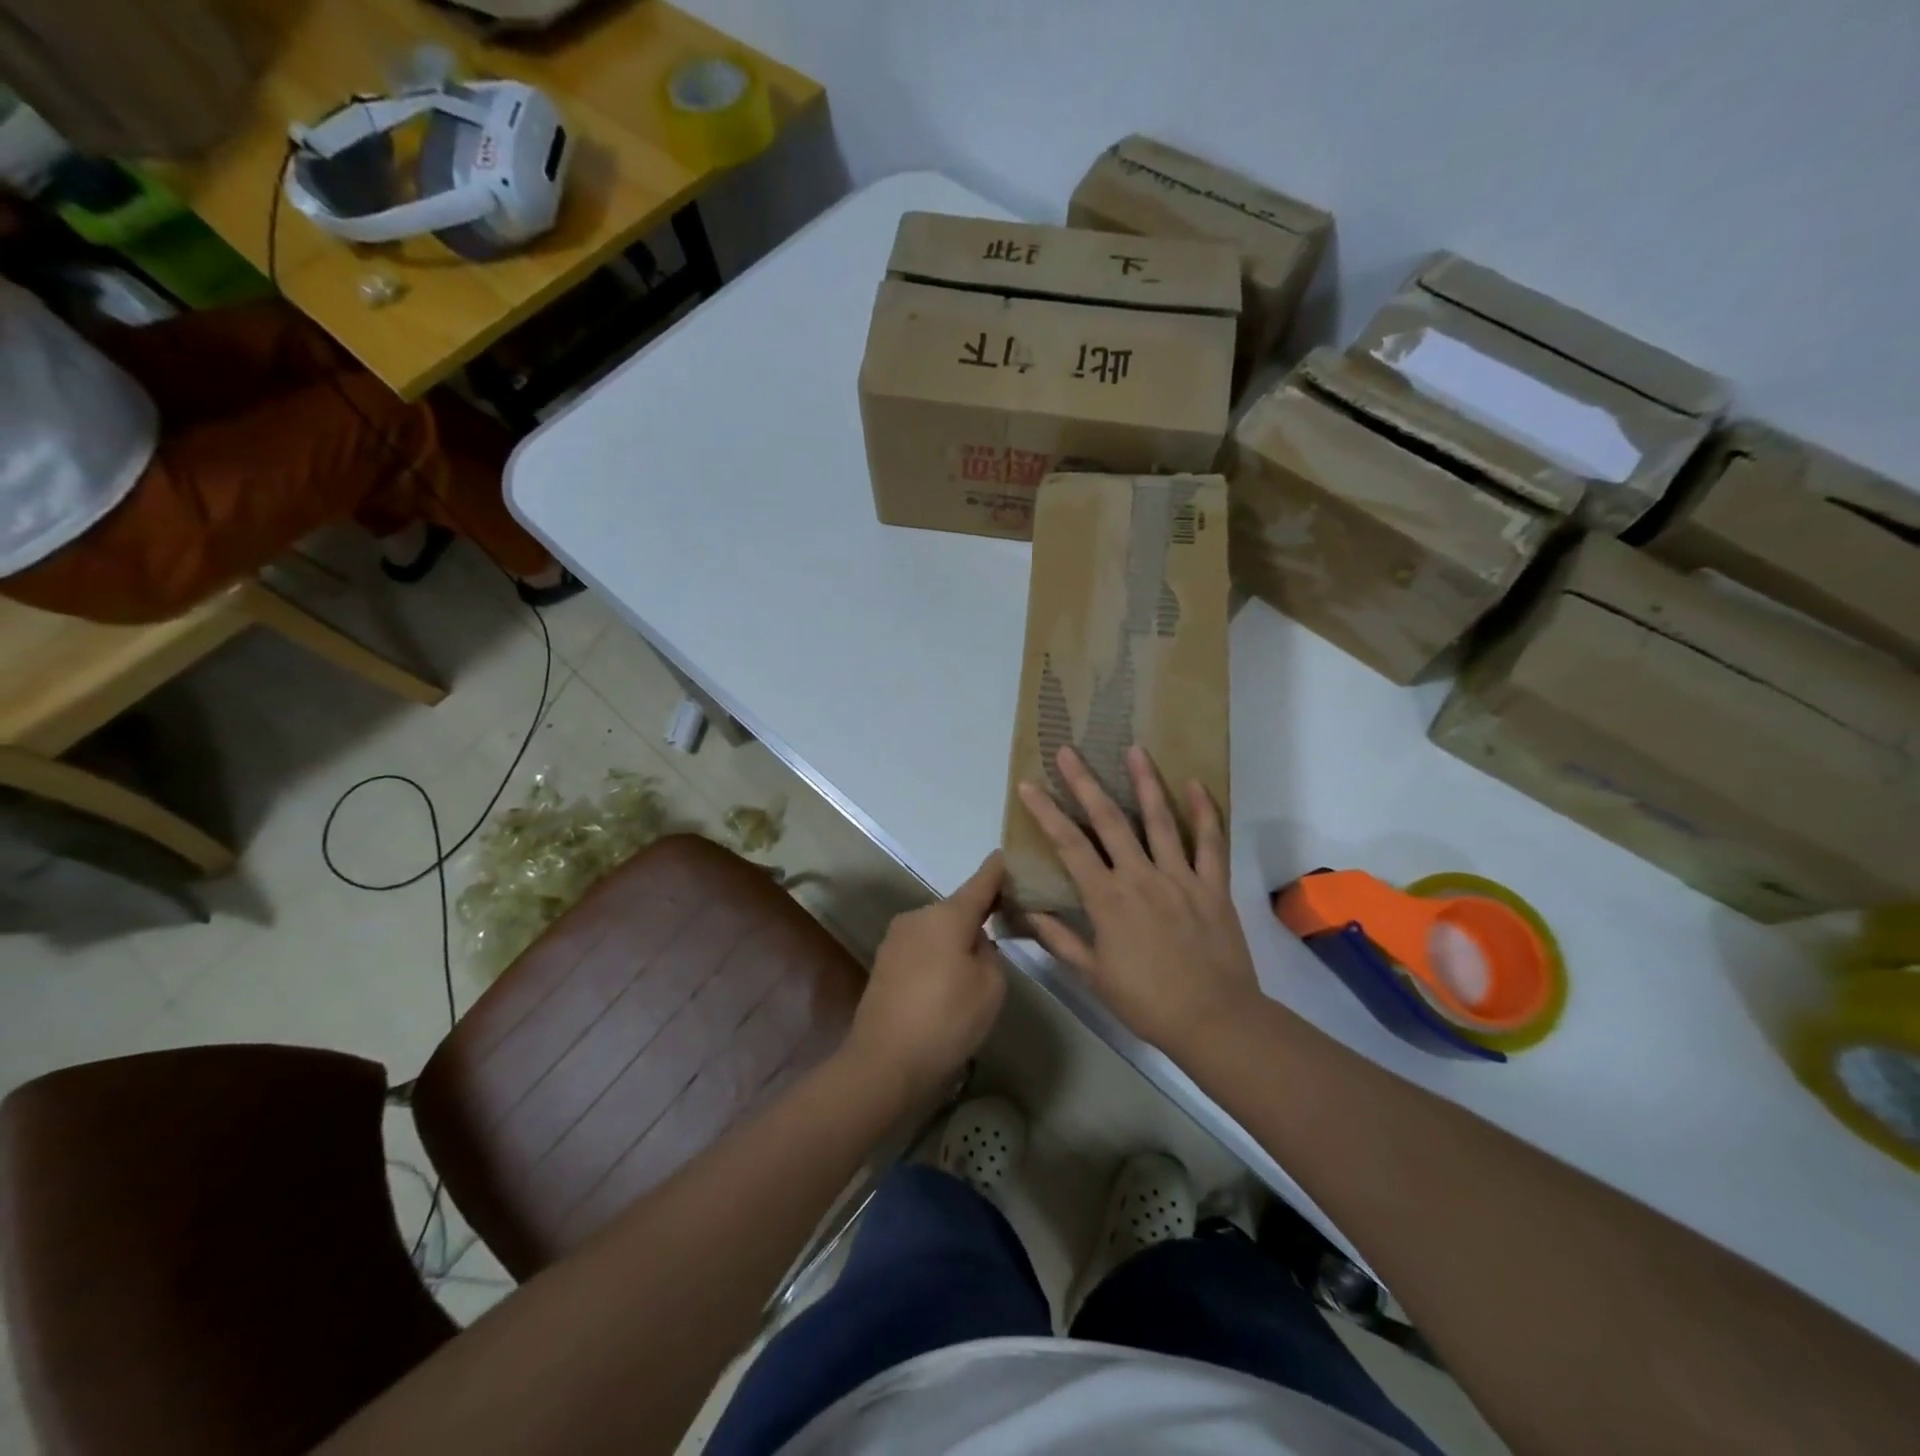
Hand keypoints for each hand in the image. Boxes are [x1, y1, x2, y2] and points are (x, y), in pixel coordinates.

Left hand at [843, 852, 1007, 1101]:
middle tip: (1001, 939)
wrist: (884, 1062)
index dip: (997, 871)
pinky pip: (921, 949)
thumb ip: (989, 952)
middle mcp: (918, 917)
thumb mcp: (990, 986)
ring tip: (971, 977)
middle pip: (957, 910)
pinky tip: (944, 989)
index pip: (980, 883)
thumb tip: (973, 942)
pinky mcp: (884, 963)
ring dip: (955, 942)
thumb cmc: (946, 1019)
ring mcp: (896, 939)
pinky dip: (937, 959)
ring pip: (938, 931)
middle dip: (977, 919)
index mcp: (947, 915)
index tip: (1006, 855)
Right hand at [1018, 745, 1258, 1054]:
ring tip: (1134, 749)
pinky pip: (1209, 842)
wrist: (1213, 1020)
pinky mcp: (1213, 885)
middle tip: (1069, 750)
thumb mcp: (1093, 975)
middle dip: (1085, 782)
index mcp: (1107, 899)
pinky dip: (1204, 812)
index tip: (1029, 785)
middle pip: (1109, 820)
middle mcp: (1140, 877)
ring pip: (1159, 820)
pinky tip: (1195, 784)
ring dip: (1144, 782)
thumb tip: (1027, 911)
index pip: (1069, 846)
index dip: (1046, 813)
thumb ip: (1060, 939)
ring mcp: (1180, 877)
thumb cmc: (1146, 1001)